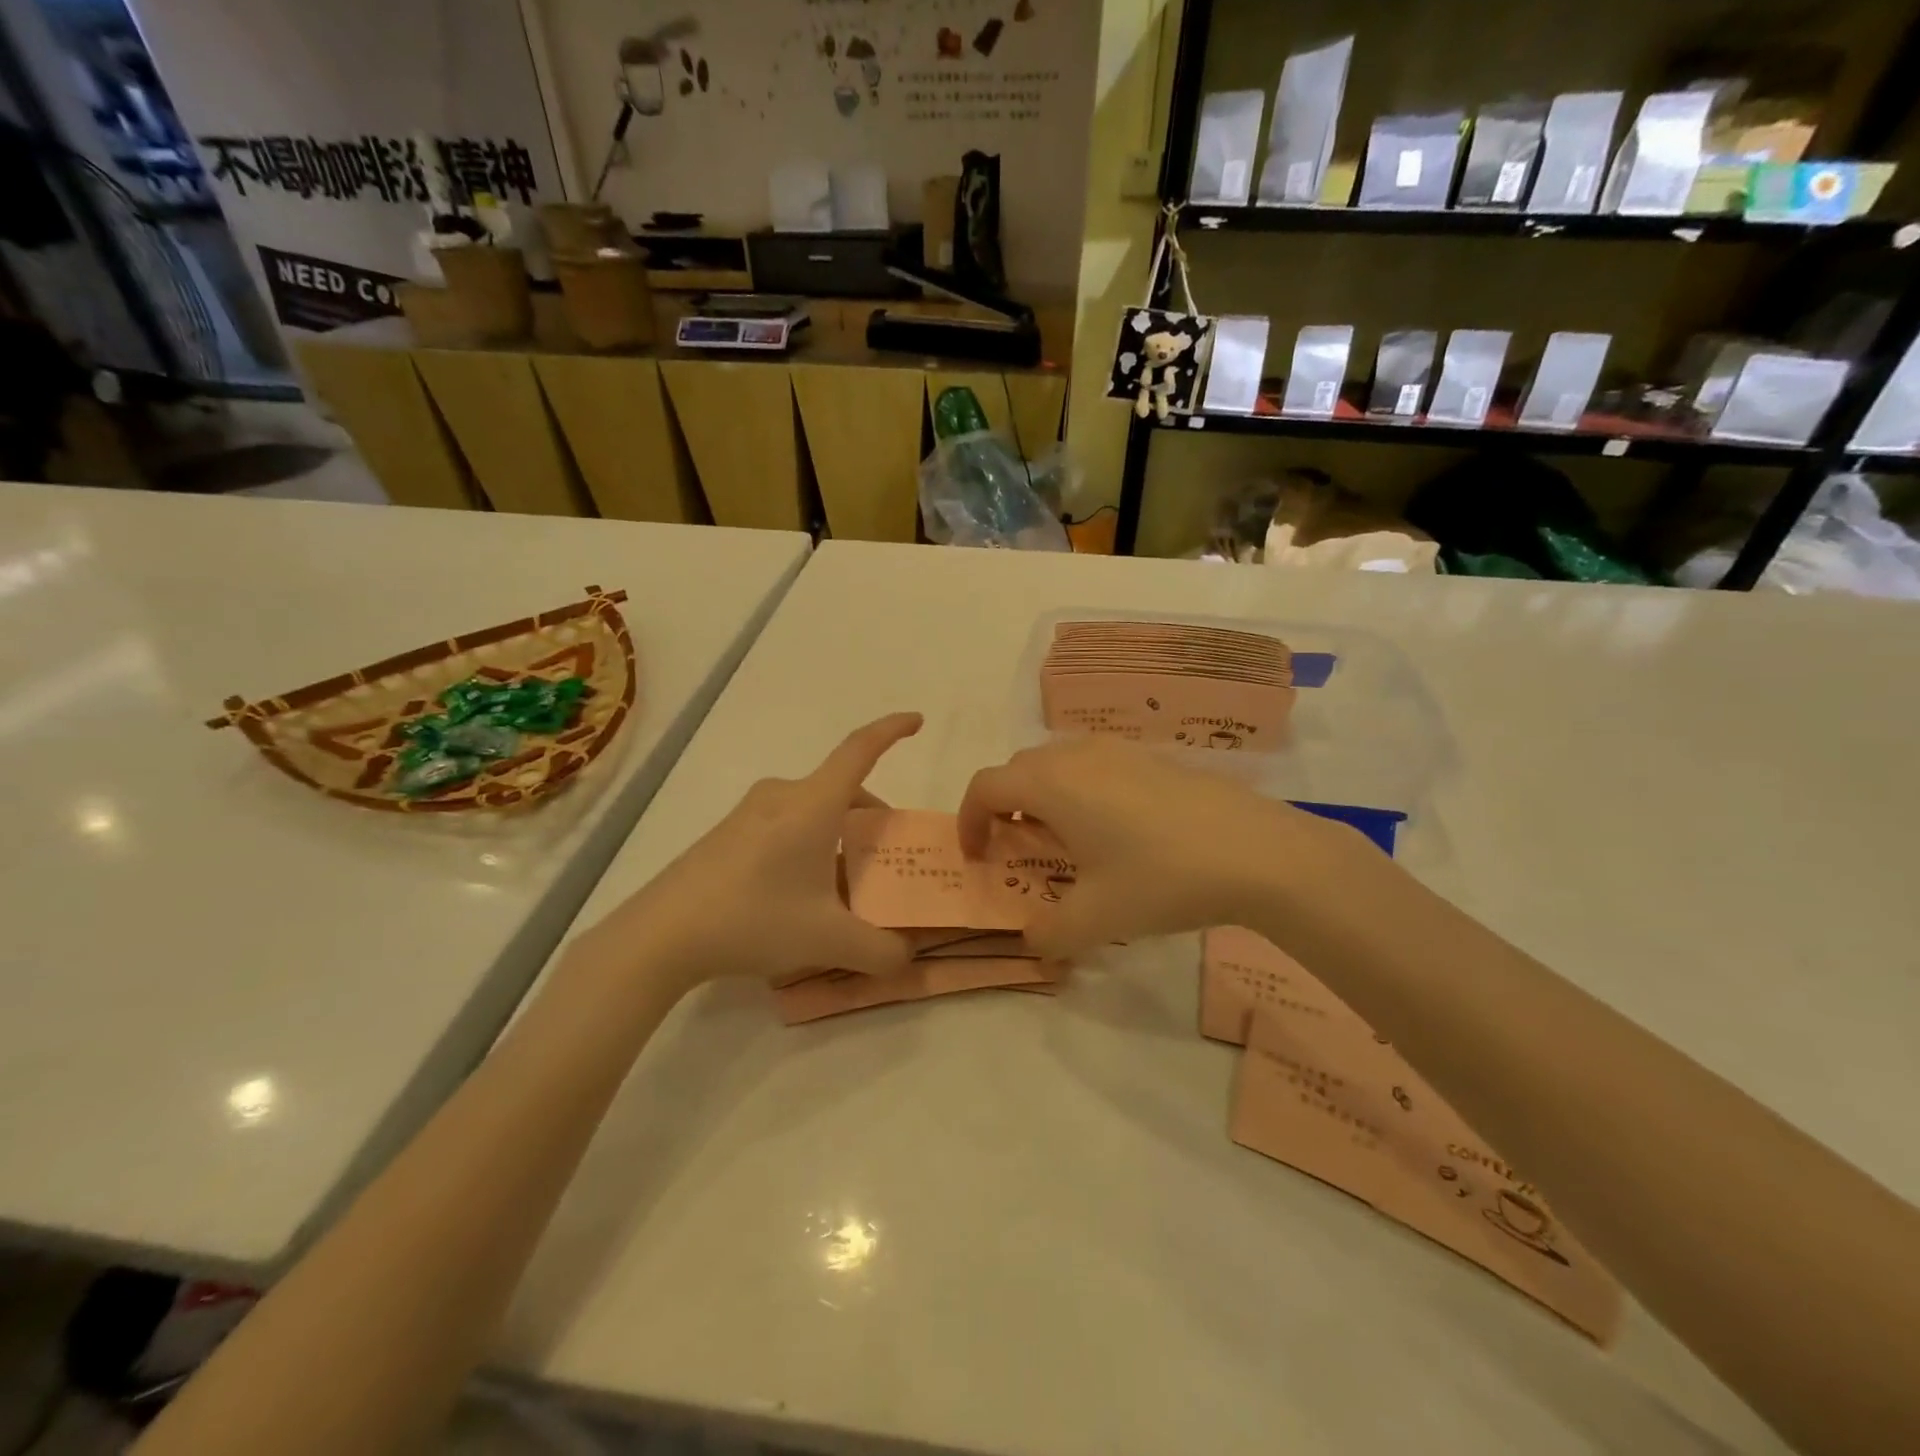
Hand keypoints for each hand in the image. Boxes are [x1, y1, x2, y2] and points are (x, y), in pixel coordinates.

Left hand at [584, 713, 922, 996]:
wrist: (660, 935)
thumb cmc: (753, 919)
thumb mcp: (827, 940)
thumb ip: (879, 950)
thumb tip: (906, 957)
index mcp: (812, 804)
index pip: (860, 750)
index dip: (891, 730)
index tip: (917, 719)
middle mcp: (782, 796)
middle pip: (841, 789)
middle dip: (872, 817)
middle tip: (887, 855)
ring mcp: (749, 813)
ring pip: (812, 809)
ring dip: (839, 834)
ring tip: (846, 883)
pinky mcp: (727, 834)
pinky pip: (785, 824)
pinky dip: (809, 843)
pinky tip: (801, 892)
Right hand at [957, 737, 1354, 958]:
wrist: (1256, 851)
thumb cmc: (1160, 878)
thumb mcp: (1095, 920)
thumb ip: (1048, 935)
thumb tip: (1033, 943)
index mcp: (1051, 784)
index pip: (985, 786)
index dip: (968, 820)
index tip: (977, 857)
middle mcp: (1077, 755)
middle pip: (1019, 769)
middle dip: (1004, 807)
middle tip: (1017, 850)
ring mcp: (1119, 750)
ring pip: (1058, 763)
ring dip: (1044, 796)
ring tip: (1065, 841)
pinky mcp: (1152, 757)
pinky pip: (1095, 765)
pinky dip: (1082, 790)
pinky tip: (1115, 832)